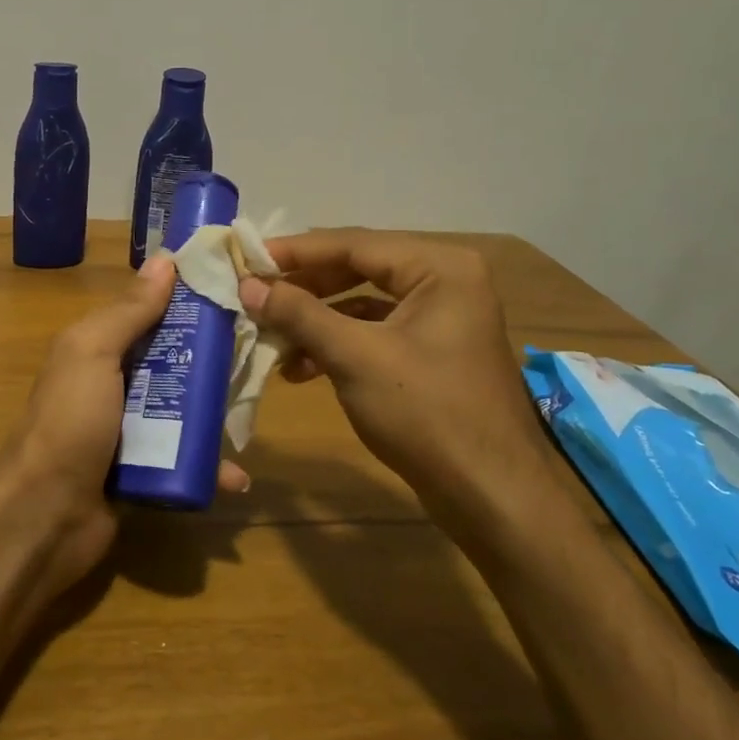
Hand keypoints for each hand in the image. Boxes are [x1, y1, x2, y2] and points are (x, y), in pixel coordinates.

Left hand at [0, 255, 249, 604]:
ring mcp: (129, 429)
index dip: (189, 303)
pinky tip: (235, 476)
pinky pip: (182, 459)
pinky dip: (207, 465)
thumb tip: (165, 259)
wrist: (46, 514)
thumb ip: (129, 311)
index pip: (151, 314)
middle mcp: (115, 384)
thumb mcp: (92, 353)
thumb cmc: (70, 421)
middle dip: (213, 362)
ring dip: (216, 416)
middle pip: (175, 362)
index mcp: (99, 348)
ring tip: (251, 419)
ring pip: (184, 411)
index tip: (237, 294)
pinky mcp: (144, 469)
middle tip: (258, 360)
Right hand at [238, 230, 555, 530]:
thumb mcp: (355, 357)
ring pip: (363, 305)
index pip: (354, 244)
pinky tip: (301, 369)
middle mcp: (445, 282)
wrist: (491, 495)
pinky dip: (338, 346)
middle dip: (304, 289)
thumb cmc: (426, 413)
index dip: (296, 252)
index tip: (248, 259)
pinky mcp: (432, 353)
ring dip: (315, 322)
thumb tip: (248, 285)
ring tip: (272, 339)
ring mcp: (441, 319)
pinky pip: (375, 334)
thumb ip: (299, 314)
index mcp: (439, 268)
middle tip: (255, 296)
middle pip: (358, 270)